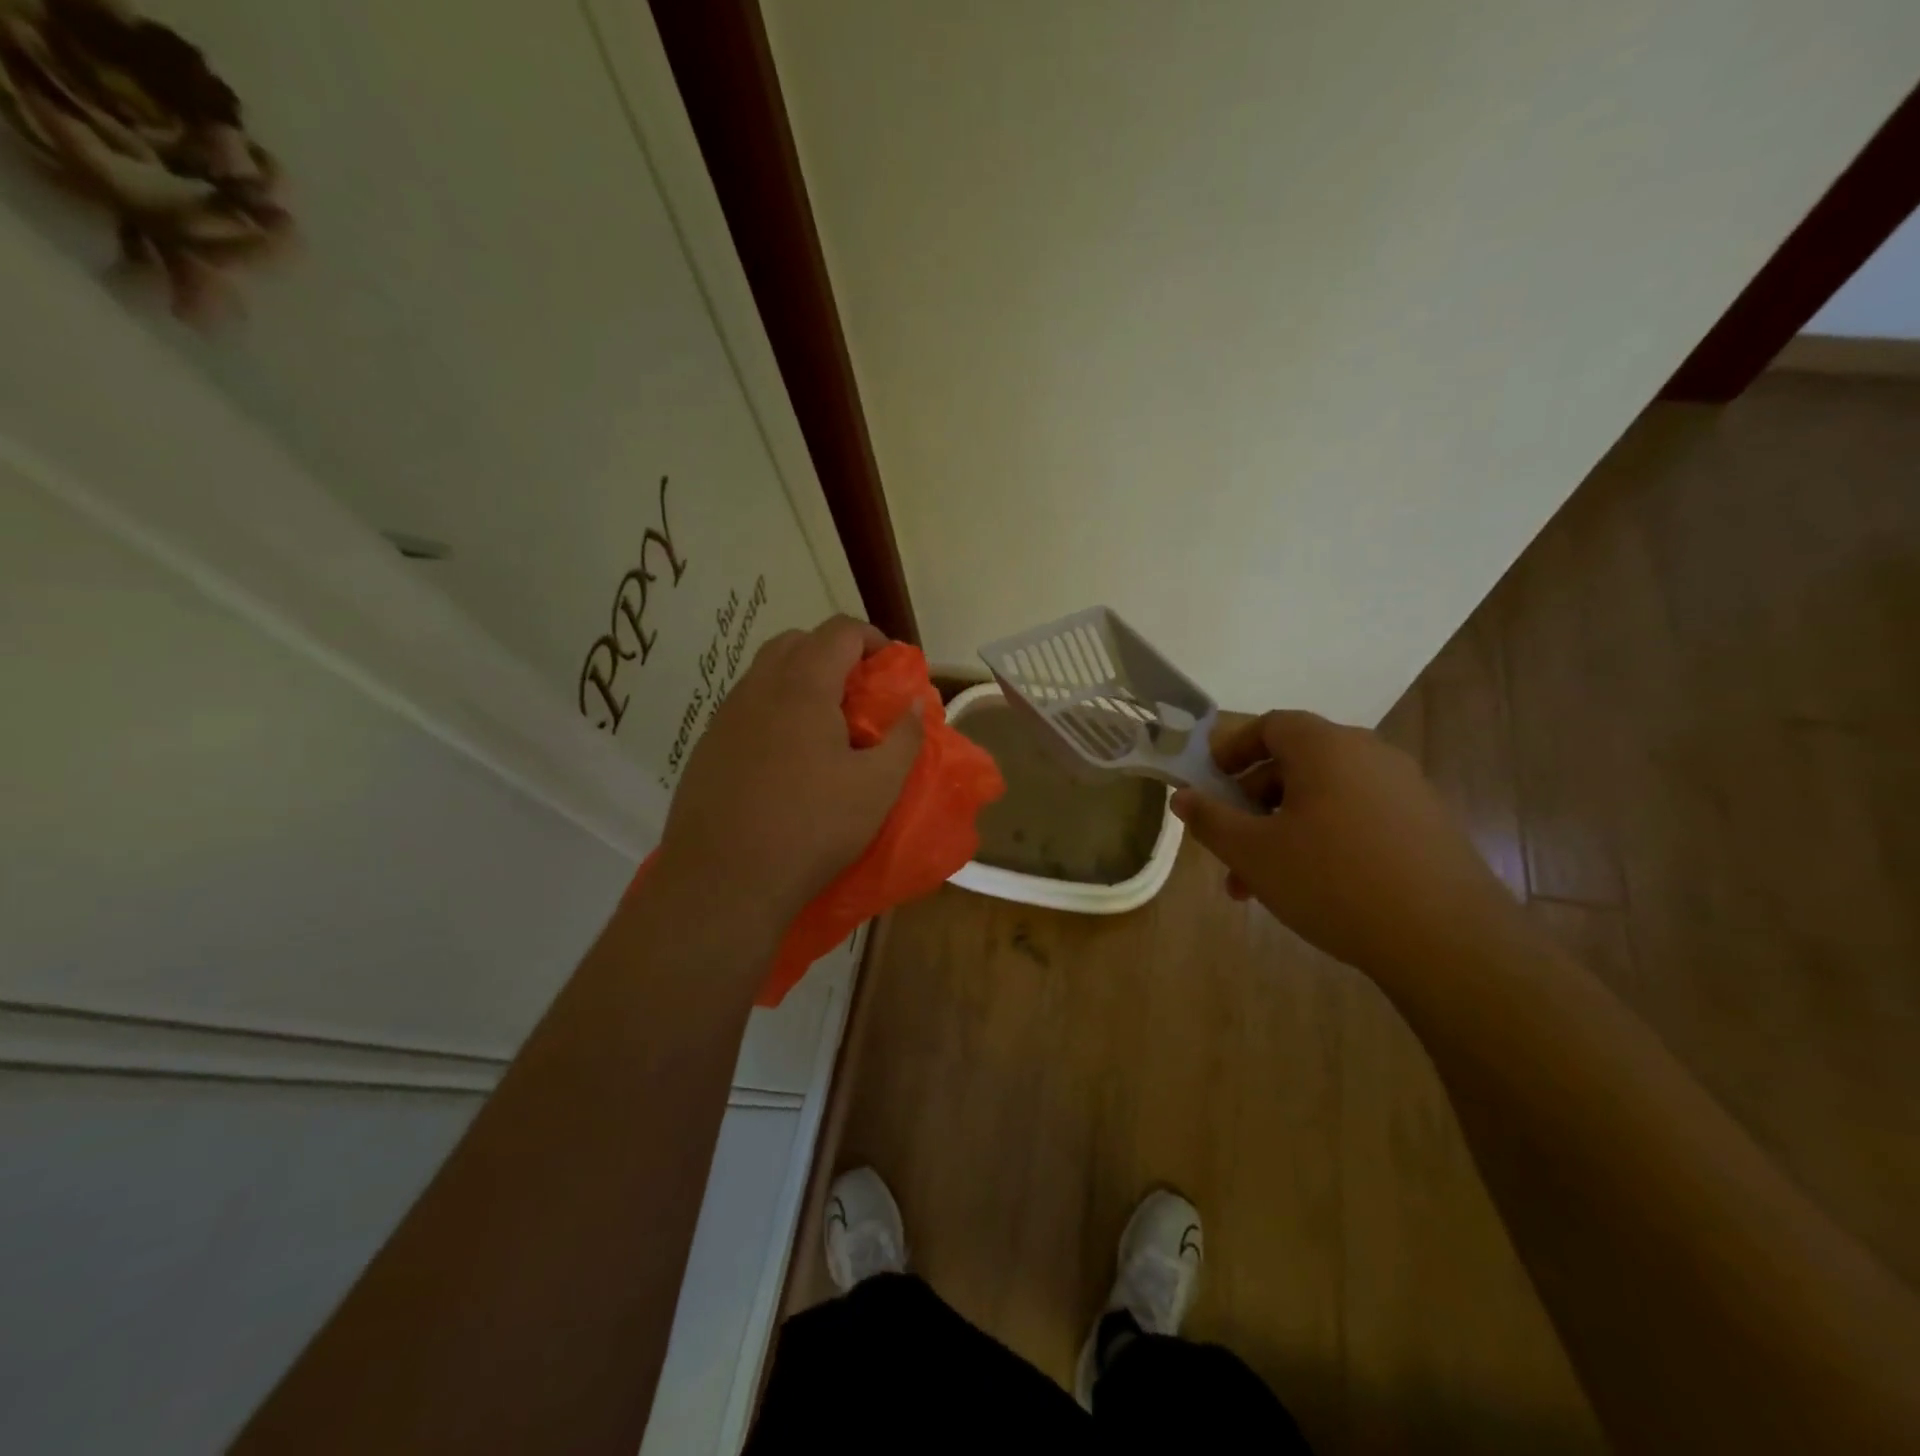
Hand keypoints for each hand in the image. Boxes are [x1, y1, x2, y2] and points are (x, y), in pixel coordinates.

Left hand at [654, 615, 922, 936]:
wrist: (723, 881)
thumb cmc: (811, 828)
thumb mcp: (877, 787)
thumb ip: (904, 738)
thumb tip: (916, 704)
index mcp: (803, 687)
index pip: (839, 631)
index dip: (873, 638)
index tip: (892, 667)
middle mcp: (758, 689)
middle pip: (797, 642)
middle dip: (834, 653)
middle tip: (860, 692)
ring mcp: (725, 717)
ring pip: (766, 673)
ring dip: (801, 681)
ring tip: (826, 726)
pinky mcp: (707, 748)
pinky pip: (746, 708)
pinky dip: (774, 710)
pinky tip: (788, 758)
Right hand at [1172, 710, 1525, 983]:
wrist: (1446, 940)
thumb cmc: (1332, 880)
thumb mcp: (1253, 853)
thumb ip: (1210, 819)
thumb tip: (1182, 795)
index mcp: (1326, 747)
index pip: (1271, 725)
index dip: (1233, 750)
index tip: (1210, 782)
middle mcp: (1369, 755)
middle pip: (1296, 764)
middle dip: (1252, 805)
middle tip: (1230, 846)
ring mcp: (1405, 790)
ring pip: (1324, 798)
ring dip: (1284, 830)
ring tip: (1261, 884)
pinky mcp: (1427, 826)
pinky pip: (1359, 818)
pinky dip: (1324, 839)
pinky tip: (1313, 888)